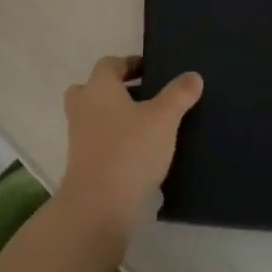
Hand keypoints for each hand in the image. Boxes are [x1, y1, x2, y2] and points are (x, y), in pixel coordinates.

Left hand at [54, 55, 202, 244]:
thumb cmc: (130, 151)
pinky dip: (114, 143)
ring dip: (115, 118)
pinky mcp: (81, 165)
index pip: (110, 64)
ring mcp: (78, 137)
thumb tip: (193, 76)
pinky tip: (140, 155)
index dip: (130, 63)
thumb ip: (179, 94)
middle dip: (116, 91)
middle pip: (94, 89)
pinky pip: (98, 143)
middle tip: (143, 97)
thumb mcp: (163, 118)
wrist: (98, 208)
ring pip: (94, 117)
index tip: (151, 71)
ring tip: (147, 127)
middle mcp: (83, 107)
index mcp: (99, 87)